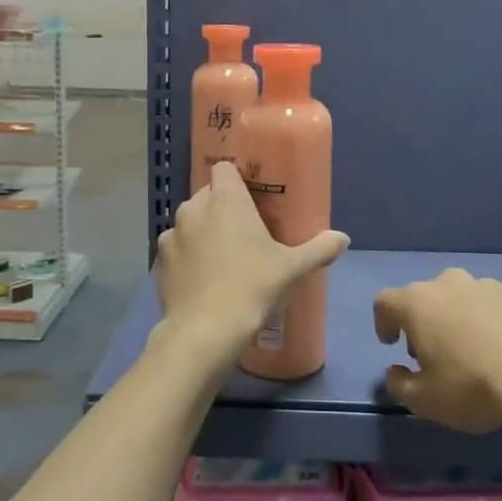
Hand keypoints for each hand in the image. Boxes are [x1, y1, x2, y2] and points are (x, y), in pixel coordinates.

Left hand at [154, 161, 348, 353]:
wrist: (205, 331)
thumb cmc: (253, 287)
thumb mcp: (293, 269)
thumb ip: (319, 249)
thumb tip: (343, 238)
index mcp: (225, 200)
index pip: (224, 168)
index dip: (237, 178)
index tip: (252, 197)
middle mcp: (193, 209)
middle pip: (207, 195)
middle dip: (222, 207)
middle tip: (244, 232)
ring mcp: (171, 235)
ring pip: (189, 222)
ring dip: (201, 232)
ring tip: (221, 258)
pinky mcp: (158, 263)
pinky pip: (175, 250)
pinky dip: (186, 258)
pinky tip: (202, 280)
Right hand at [374, 270, 501, 433]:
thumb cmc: (473, 388)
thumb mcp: (424, 401)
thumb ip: (399, 384)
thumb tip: (396, 370)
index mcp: (418, 303)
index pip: (385, 302)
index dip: (383, 322)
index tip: (392, 344)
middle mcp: (449, 284)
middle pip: (423, 296)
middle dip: (421, 322)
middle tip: (431, 353)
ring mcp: (486, 285)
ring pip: (459, 297)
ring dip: (455, 318)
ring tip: (470, 351)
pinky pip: (490, 304)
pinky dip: (487, 320)